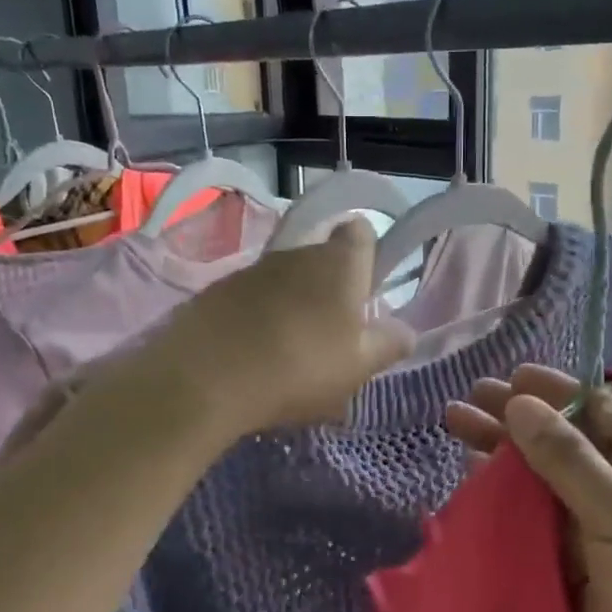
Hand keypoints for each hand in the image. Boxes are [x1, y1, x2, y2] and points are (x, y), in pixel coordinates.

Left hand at [167, 218, 412, 433]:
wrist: (204, 380)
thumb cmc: (299, 368)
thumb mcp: (358, 367)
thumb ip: (388, 345)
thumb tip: (406, 332)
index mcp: (339, 264)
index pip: (361, 231)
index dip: (367, 253)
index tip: (366, 289)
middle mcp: (296, 254)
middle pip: (321, 258)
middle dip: (329, 287)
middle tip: (333, 333)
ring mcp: (252, 269)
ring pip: (284, 279)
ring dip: (292, 303)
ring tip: (290, 350)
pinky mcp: (215, 290)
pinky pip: (250, 297)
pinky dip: (257, 316)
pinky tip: (252, 354)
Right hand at [445, 366, 611, 611]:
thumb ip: (567, 458)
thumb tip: (520, 403)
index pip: (597, 408)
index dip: (550, 392)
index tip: (506, 378)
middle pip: (565, 441)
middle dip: (516, 421)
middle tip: (466, 401)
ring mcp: (607, 527)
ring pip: (547, 481)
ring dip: (506, 459)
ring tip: (457, 431)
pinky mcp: (584, 565)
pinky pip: (541, 522)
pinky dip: (509, 504)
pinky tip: (474, 485)